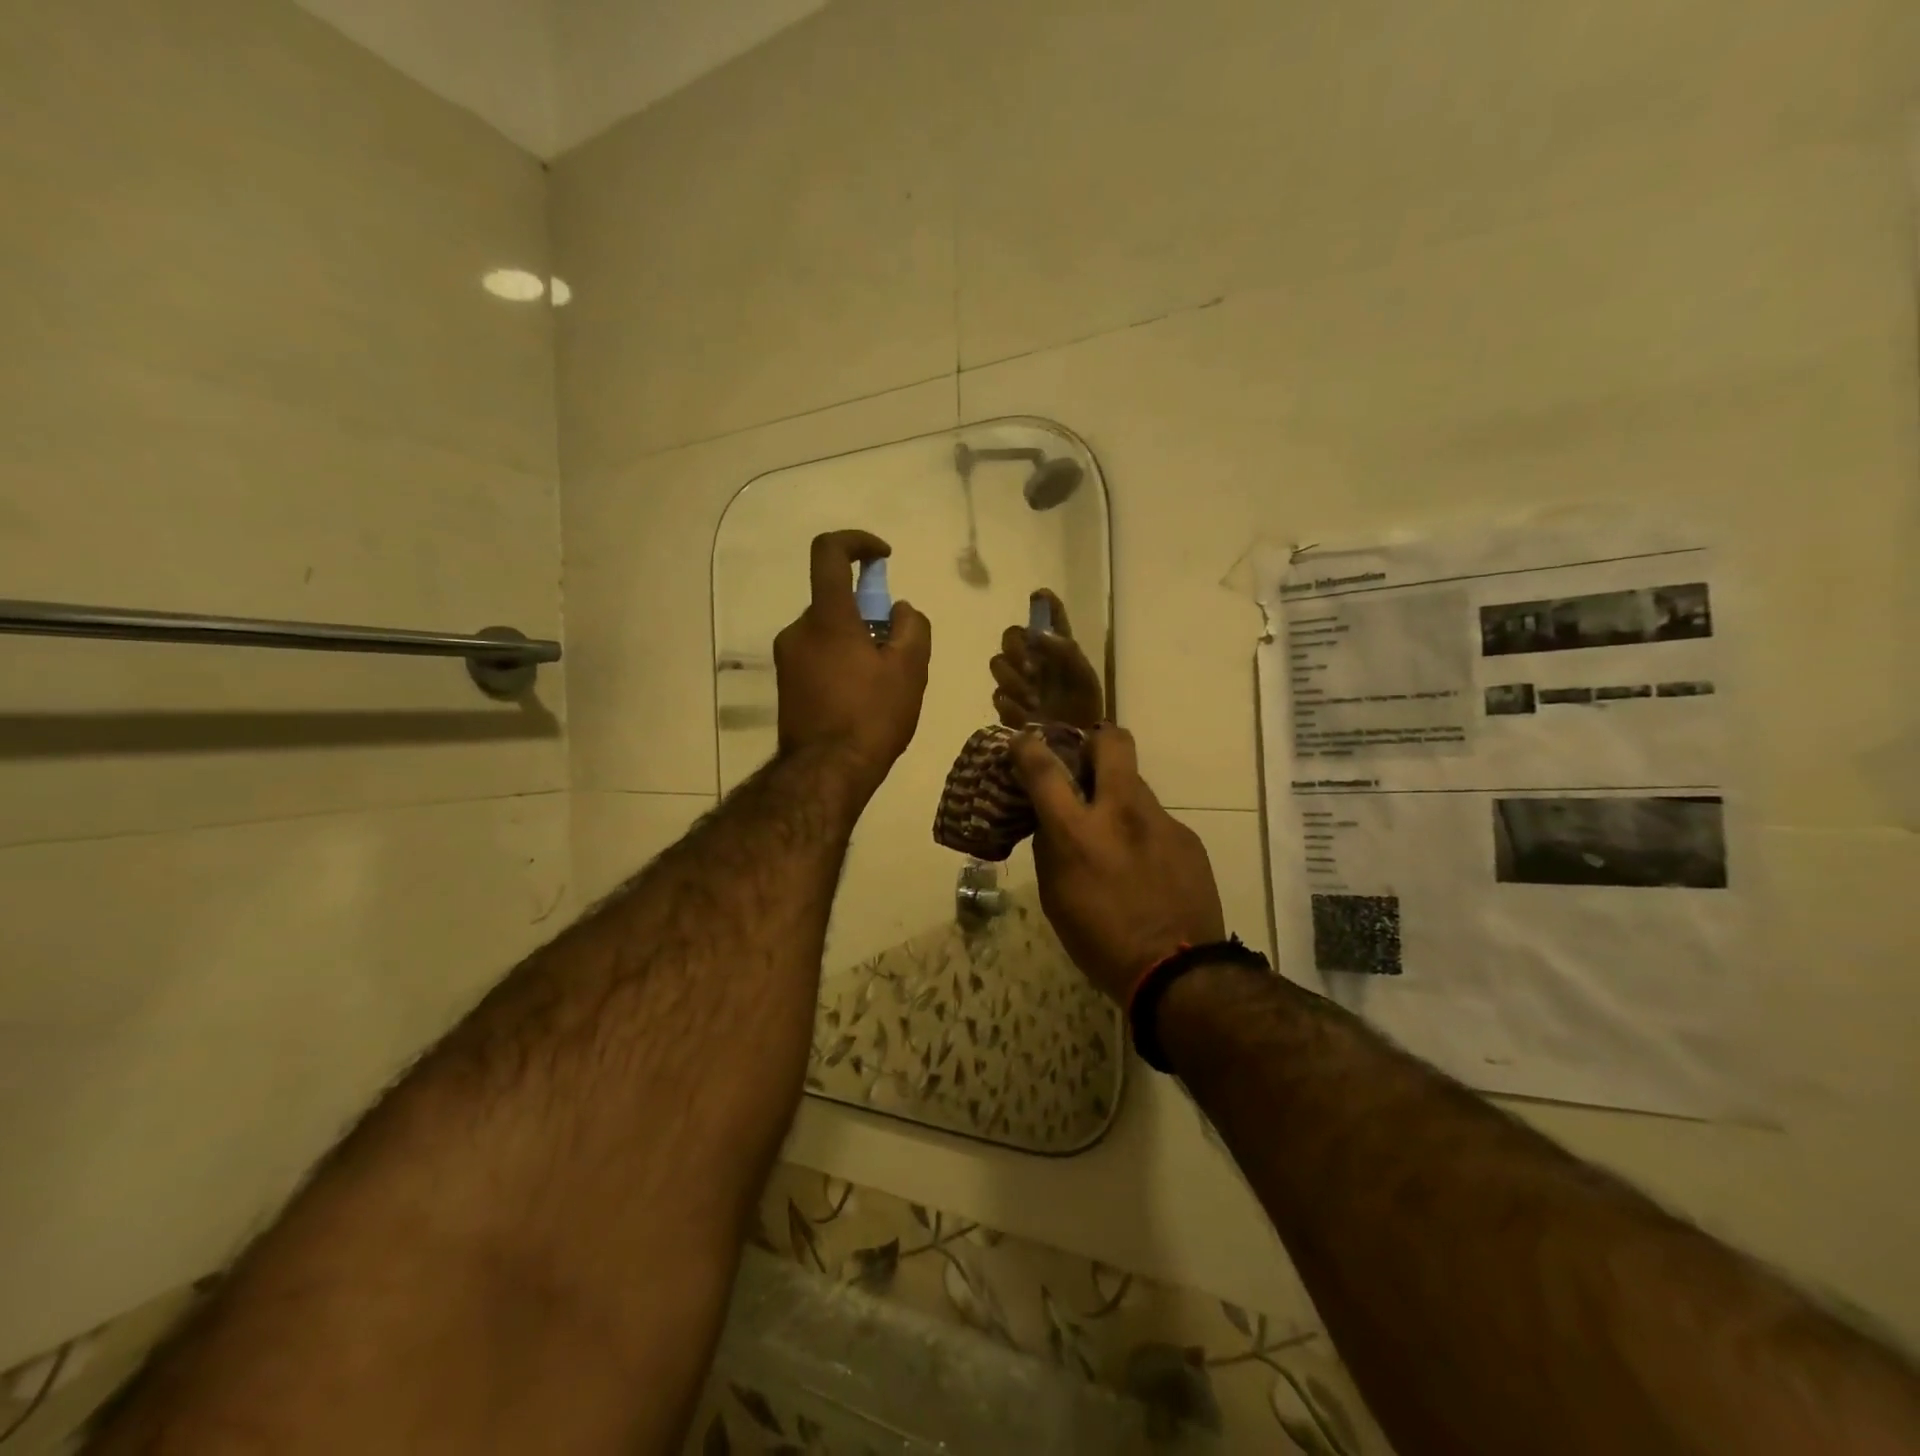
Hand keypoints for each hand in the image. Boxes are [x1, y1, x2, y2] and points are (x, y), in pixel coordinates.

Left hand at [775, 531, 931, 797]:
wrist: (825, 773)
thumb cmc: (871, 717)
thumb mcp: (910, 670)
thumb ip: (912, 627)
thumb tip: (899, 610)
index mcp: (827, 617)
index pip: (829, 552)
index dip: (857, 542)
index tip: (882, 557)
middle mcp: (798, 630)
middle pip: (835, 602)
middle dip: (868, 614)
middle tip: (896, 650)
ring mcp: (787, 659)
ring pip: (828, 633)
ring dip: (856, 642)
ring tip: (882, 684)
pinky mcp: (786, 685)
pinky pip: (818, 657)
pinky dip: (841, 663)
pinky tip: (861, 700)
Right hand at [989, 589, 1105, 731]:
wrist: (1078, 746)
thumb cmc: (1085, 708)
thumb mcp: (1084, 678)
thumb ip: (1066, 652)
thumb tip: (1040, 634)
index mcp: (1056, 648)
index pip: (1047, 617)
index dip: (1044, 603)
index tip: (1039, 595)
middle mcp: (1034, 659)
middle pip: (1010, 636)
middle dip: (1016, 648)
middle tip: (1031, 668)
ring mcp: (1018, 682)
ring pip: (998, 664)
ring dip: (1014, 679)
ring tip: (1034, 700)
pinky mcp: (1008, 706)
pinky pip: (999, 696)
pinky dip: (1012, 704)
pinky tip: (1027, 713)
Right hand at [1012, 724, 1224, 1001]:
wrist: (1178, 971)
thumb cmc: (1100, 942)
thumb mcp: (1055, 897)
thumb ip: (1051, 848)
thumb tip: (1051, 822)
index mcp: (1078, 832)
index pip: (1045, 770)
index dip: (1028, 747)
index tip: (1023, 740)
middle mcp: (1121, 813)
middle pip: (1112, 742)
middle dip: (1094, 740)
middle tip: (1085, 761)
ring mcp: (1160, 821)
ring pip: (1135, 784)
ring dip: (1118, 795)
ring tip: (1114, 832)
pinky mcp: (1186, 837)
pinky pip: (1155, 820)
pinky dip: (1141, 831)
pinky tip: (1143, 865)